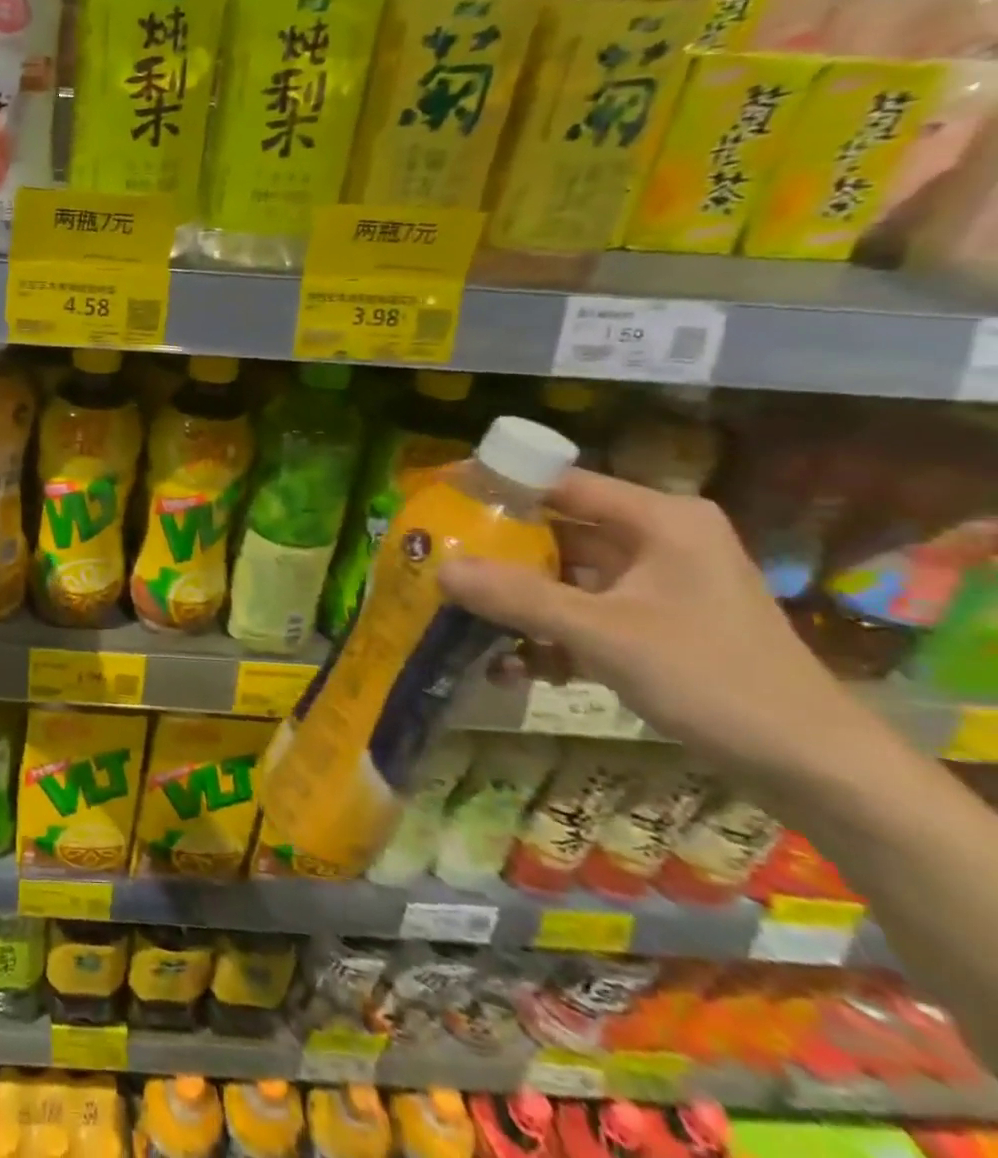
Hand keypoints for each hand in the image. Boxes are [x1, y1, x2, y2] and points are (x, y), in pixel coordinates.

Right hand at [437, 469, 845, 779]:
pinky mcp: (654, 624)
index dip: (498, 486)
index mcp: (659, 520)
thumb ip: (518, 598)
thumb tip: (440, 569)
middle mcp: (656, 540)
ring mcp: (656, 585)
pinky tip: (514, 666)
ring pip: (565, 577)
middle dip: (498, 553)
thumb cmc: (712, 679)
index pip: (560, 483)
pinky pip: (583, 613)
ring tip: (461, 619)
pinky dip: (549, 634)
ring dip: (518, 602)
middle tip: (437, 560)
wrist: (813, 767)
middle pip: (557, 531)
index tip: (440, 497)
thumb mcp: (603, 635)